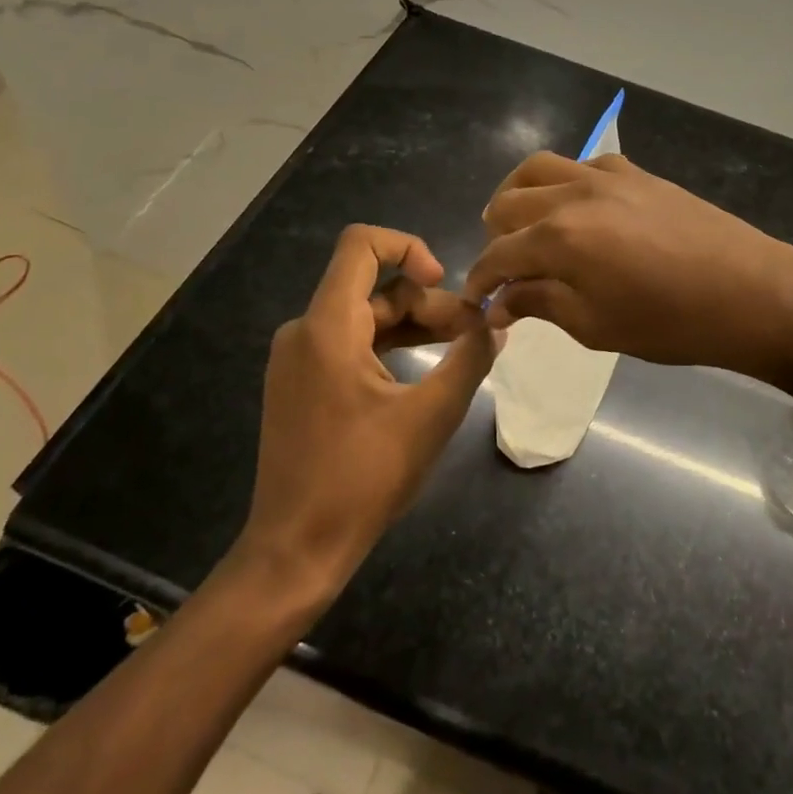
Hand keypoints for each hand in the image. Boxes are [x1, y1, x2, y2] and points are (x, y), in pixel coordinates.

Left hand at [233, 225, 501, 600]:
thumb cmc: (363, 479)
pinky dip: (391, 346)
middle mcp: (305, 331)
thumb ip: (469, 359)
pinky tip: (426, 369)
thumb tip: (496, 324)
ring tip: (462, 348)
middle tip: (475, 334)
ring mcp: (299, 359)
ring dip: (415, 326)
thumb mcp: (431, 415)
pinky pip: (351, 344)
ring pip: (366, 317)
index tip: (445, 282)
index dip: (409, 246)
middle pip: (374, 288)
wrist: (296, 549)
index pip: (361, 244)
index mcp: (328, 327)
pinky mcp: (302, 383)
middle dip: (429, 303)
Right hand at [465, 153, 792, 377]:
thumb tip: (501, 301)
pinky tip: (577, 210)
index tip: (477, 300)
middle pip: (508, 203)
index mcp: (559, 237)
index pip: (497, 254)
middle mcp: (573, 194)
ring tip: (524, 225)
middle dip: (494, 236)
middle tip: (504, 268)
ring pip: (539, 168)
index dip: (480, 280)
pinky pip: (583, 164)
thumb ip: (541, 304)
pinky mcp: (637, 173)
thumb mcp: (596, 326)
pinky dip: (564, 183)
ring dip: (519, 196)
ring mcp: (607, 176)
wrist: (750, 292)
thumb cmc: (670, 322)